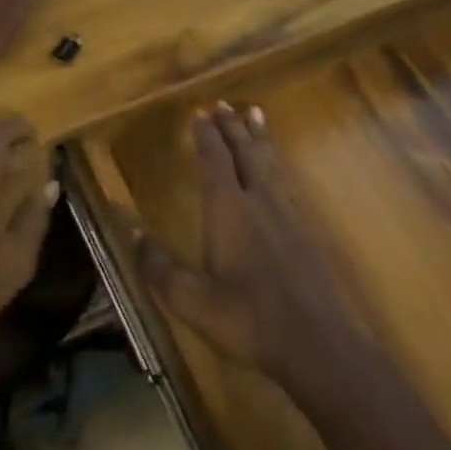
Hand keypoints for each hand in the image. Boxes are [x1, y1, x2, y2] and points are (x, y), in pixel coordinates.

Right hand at [135, 103, 356, 385]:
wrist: (319, 344)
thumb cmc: (249, 320)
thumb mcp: (192, 300)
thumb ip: (159, 267)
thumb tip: (131, 233)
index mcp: (230, 211)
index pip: (216, 161)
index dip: (207, 136)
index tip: (200, 113)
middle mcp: (260, 202)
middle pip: (246, 153)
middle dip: (232, 128)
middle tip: (224, 105)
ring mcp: (289, 216)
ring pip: (271, 164)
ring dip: (259, 138)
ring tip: (255, 115)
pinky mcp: (308, 233)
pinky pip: (287, 182)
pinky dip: (277, 164)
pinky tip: (279, 171)